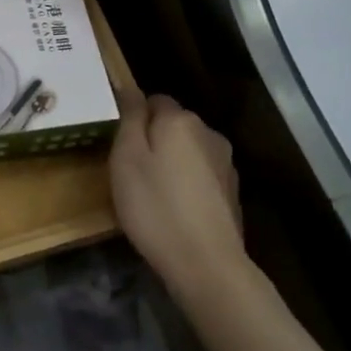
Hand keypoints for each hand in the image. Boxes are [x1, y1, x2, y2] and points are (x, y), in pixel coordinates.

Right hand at [109, 89, 248, 297]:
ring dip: (171, 162)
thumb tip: (130, 87)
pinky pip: (200, 175)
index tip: (118, 145)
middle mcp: (208, 133)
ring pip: (188, 150)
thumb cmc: (155, 206)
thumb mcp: (126, 158)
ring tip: (151, 193)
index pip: (153, 99)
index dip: (133, 118)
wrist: (206, 263)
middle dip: (153, 139)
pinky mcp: (232, 193)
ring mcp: (225, 164)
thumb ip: (130, 118)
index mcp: (180, 120)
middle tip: (129, 171)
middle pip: (173, 125)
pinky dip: (186, 184)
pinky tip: (174, 209)